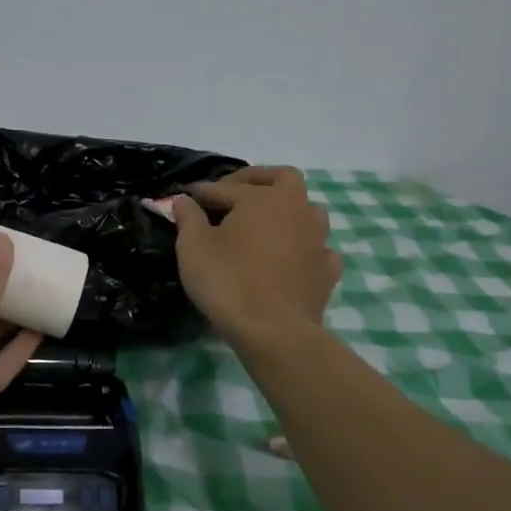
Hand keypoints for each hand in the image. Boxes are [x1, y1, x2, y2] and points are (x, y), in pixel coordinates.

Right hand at [173, 166, 341, 343]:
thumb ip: (188, 217)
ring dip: (286, 211)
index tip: (185, 199)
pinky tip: (289, 258)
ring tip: (263, 225)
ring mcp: (317, 240)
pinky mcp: (326, 271)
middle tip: (234, 195)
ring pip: (308, 210)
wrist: (273, 332)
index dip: (202, 192)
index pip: (226, 187)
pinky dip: (303, 247)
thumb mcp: (193, 246)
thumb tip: (183, 199)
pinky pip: (318, 248)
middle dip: (258, 181)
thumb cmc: (228, 281)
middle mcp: (296, 210)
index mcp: (263, 198)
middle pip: (283, 179)